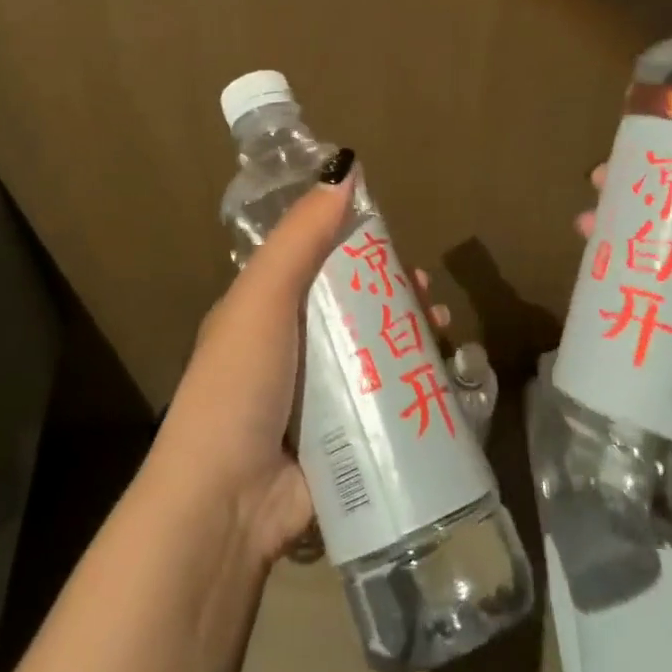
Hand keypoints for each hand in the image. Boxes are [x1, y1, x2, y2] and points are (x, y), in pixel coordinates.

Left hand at [153, 157, 461, 564]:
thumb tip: (345, 169)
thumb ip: (302, 235)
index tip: (396, 245)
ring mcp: (320, 399)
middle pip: (355, 309)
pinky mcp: (346, 441)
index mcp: (267, 311)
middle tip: (429, 296)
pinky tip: (445, 381)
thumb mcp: (263, 296)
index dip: (359, 249)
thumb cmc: (240, 384)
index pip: (320, 264)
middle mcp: (292, 350)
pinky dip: (416, 388)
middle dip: (396, 297)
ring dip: (413, 339)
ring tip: (444, 332)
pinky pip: (387, 402)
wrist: (226, 502)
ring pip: (376, 354)